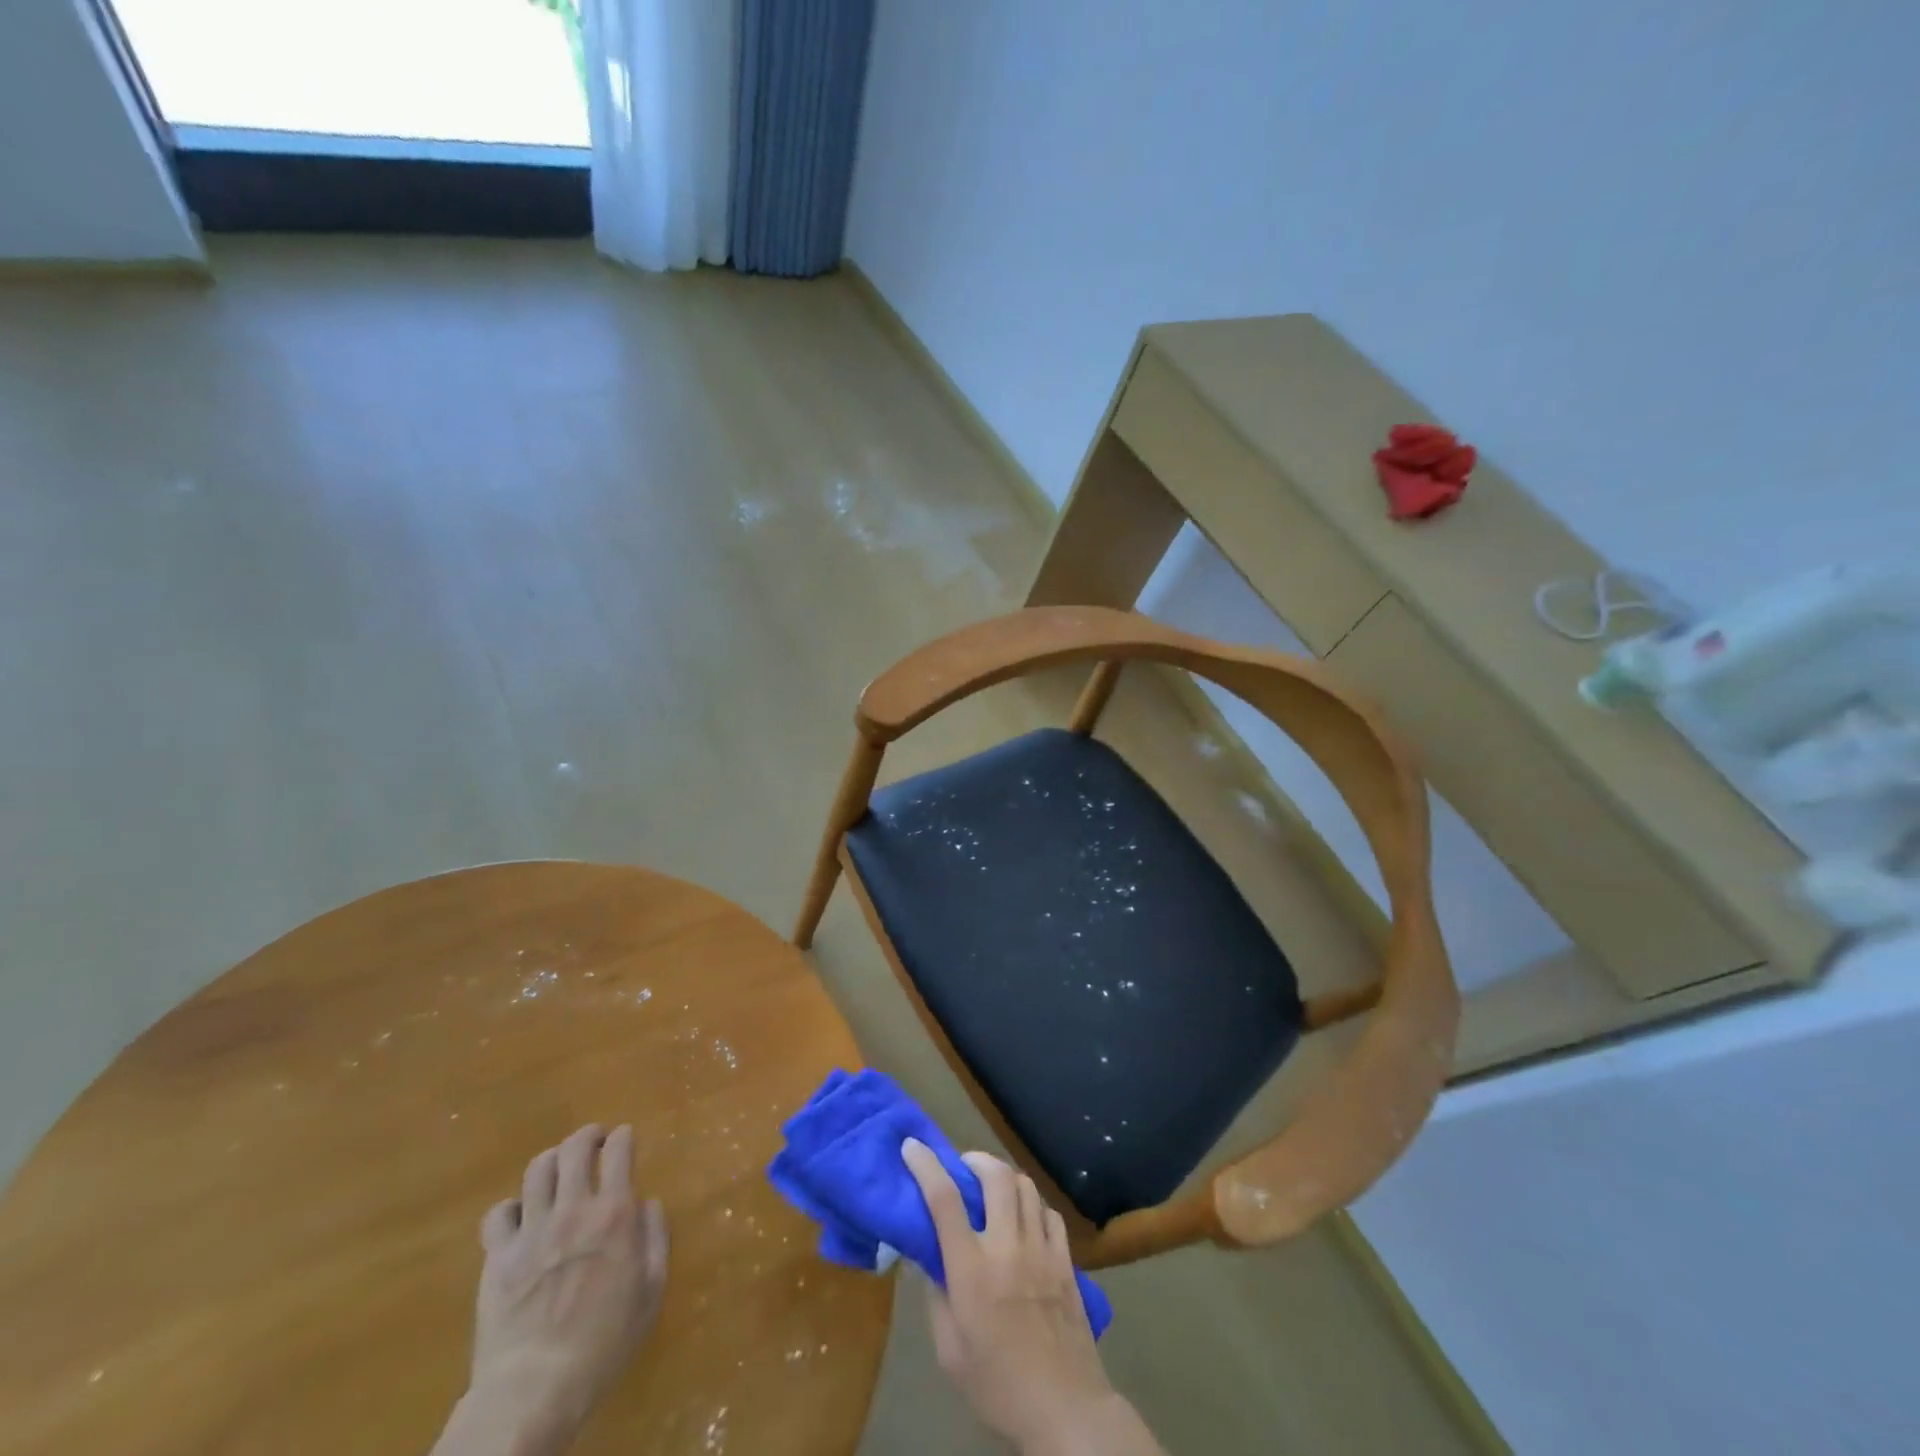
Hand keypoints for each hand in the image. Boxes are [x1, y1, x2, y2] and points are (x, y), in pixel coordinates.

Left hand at [438, 1124, 667, 1455]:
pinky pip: (499, 1213)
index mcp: (614, 1214)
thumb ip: (655, 1238)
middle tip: (594, 1141)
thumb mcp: (651, 1291)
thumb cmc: (604, 1343)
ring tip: (559, 1170)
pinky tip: (521, 1218)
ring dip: (552, 1161)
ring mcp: (531, 1232)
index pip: (619, 1151)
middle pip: (574, 1148)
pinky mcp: (497, 1258)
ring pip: (537, 1170)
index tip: (625, 1138)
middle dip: (587, 1136)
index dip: (623, 1137)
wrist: (535, 1389)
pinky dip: (512, 1207)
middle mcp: (572, 1210)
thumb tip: (647, 1205)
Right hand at [901, 1141, 1159, 1455]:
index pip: (944, 1199)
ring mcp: (1041, 1249)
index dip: (926, 1165)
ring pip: (1025, 1186)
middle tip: (963, 1168)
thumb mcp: (949, 1349)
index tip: (912, 1146)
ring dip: (1005, 1178)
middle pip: (995, 1175)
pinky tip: (1026, 1219)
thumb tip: (927, 1255)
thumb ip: (936, 1294)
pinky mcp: (1066, 1260)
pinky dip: (1033, 1205)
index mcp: (971, 1269)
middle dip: (975, 1160)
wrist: (1063, 1408)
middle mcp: (1007, 1246)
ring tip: (994, 1188)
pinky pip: (1049, 1212)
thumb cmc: (996, 1384)